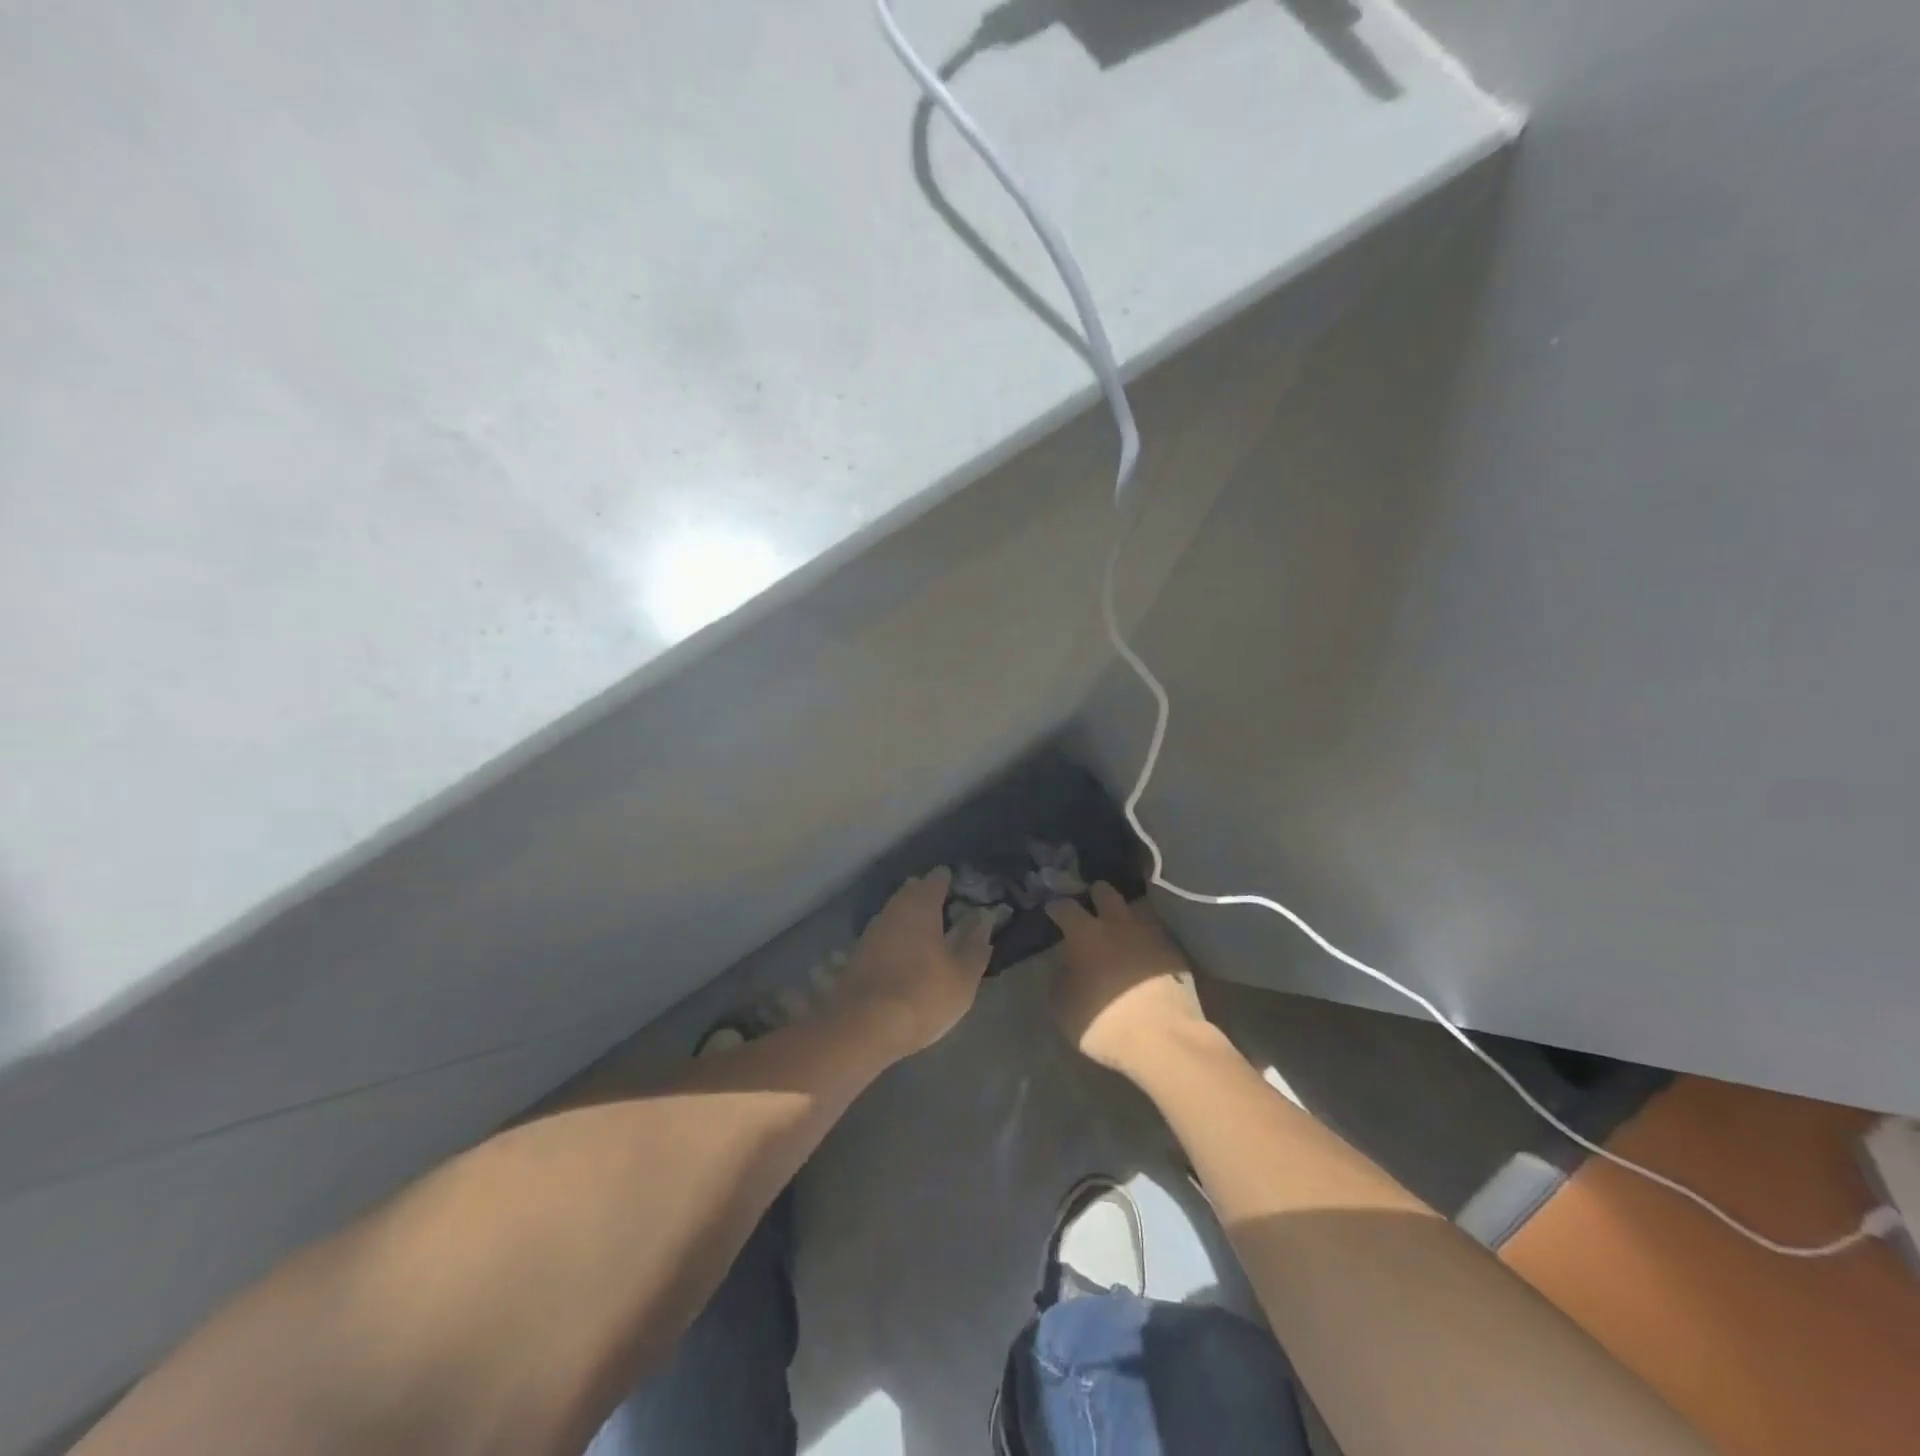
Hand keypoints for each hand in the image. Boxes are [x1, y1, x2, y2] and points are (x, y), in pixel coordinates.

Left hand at [835, 868, 992, 1057]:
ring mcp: (871, 930)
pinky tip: (904, 953)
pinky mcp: (857, 953)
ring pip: (895, 912)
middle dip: (927, 895)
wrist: (862, 1026)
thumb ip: (975, 944)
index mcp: (921, 905)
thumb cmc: (922, 994)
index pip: (937, 879)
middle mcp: (893, 909)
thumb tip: (985, 917)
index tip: (961, 888)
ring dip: (910, 917)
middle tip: (946, 908)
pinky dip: (896, 937)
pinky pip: (883, 934)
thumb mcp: (963, 976)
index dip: (950, 880)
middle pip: (912, 891)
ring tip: (927, 932)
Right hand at [1045, 883, 1209, 1081]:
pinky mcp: (1175, 952)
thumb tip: (1065, 967)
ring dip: (1124, 918)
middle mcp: (1118, 924)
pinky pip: (1155, 936)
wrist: (1164, 1038)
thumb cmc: (1104, 1022)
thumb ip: (1060, 980)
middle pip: (1105, 892)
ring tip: (1120, 932)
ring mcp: (1151, 935)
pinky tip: (1144, 956)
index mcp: (1086, 934)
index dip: (1056, 907)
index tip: (1052, 910)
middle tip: (1090, 905)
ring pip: (1134, 911)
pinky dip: (1146, 942)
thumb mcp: (1064, 1009)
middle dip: (1095, 895)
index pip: (1065, 907)